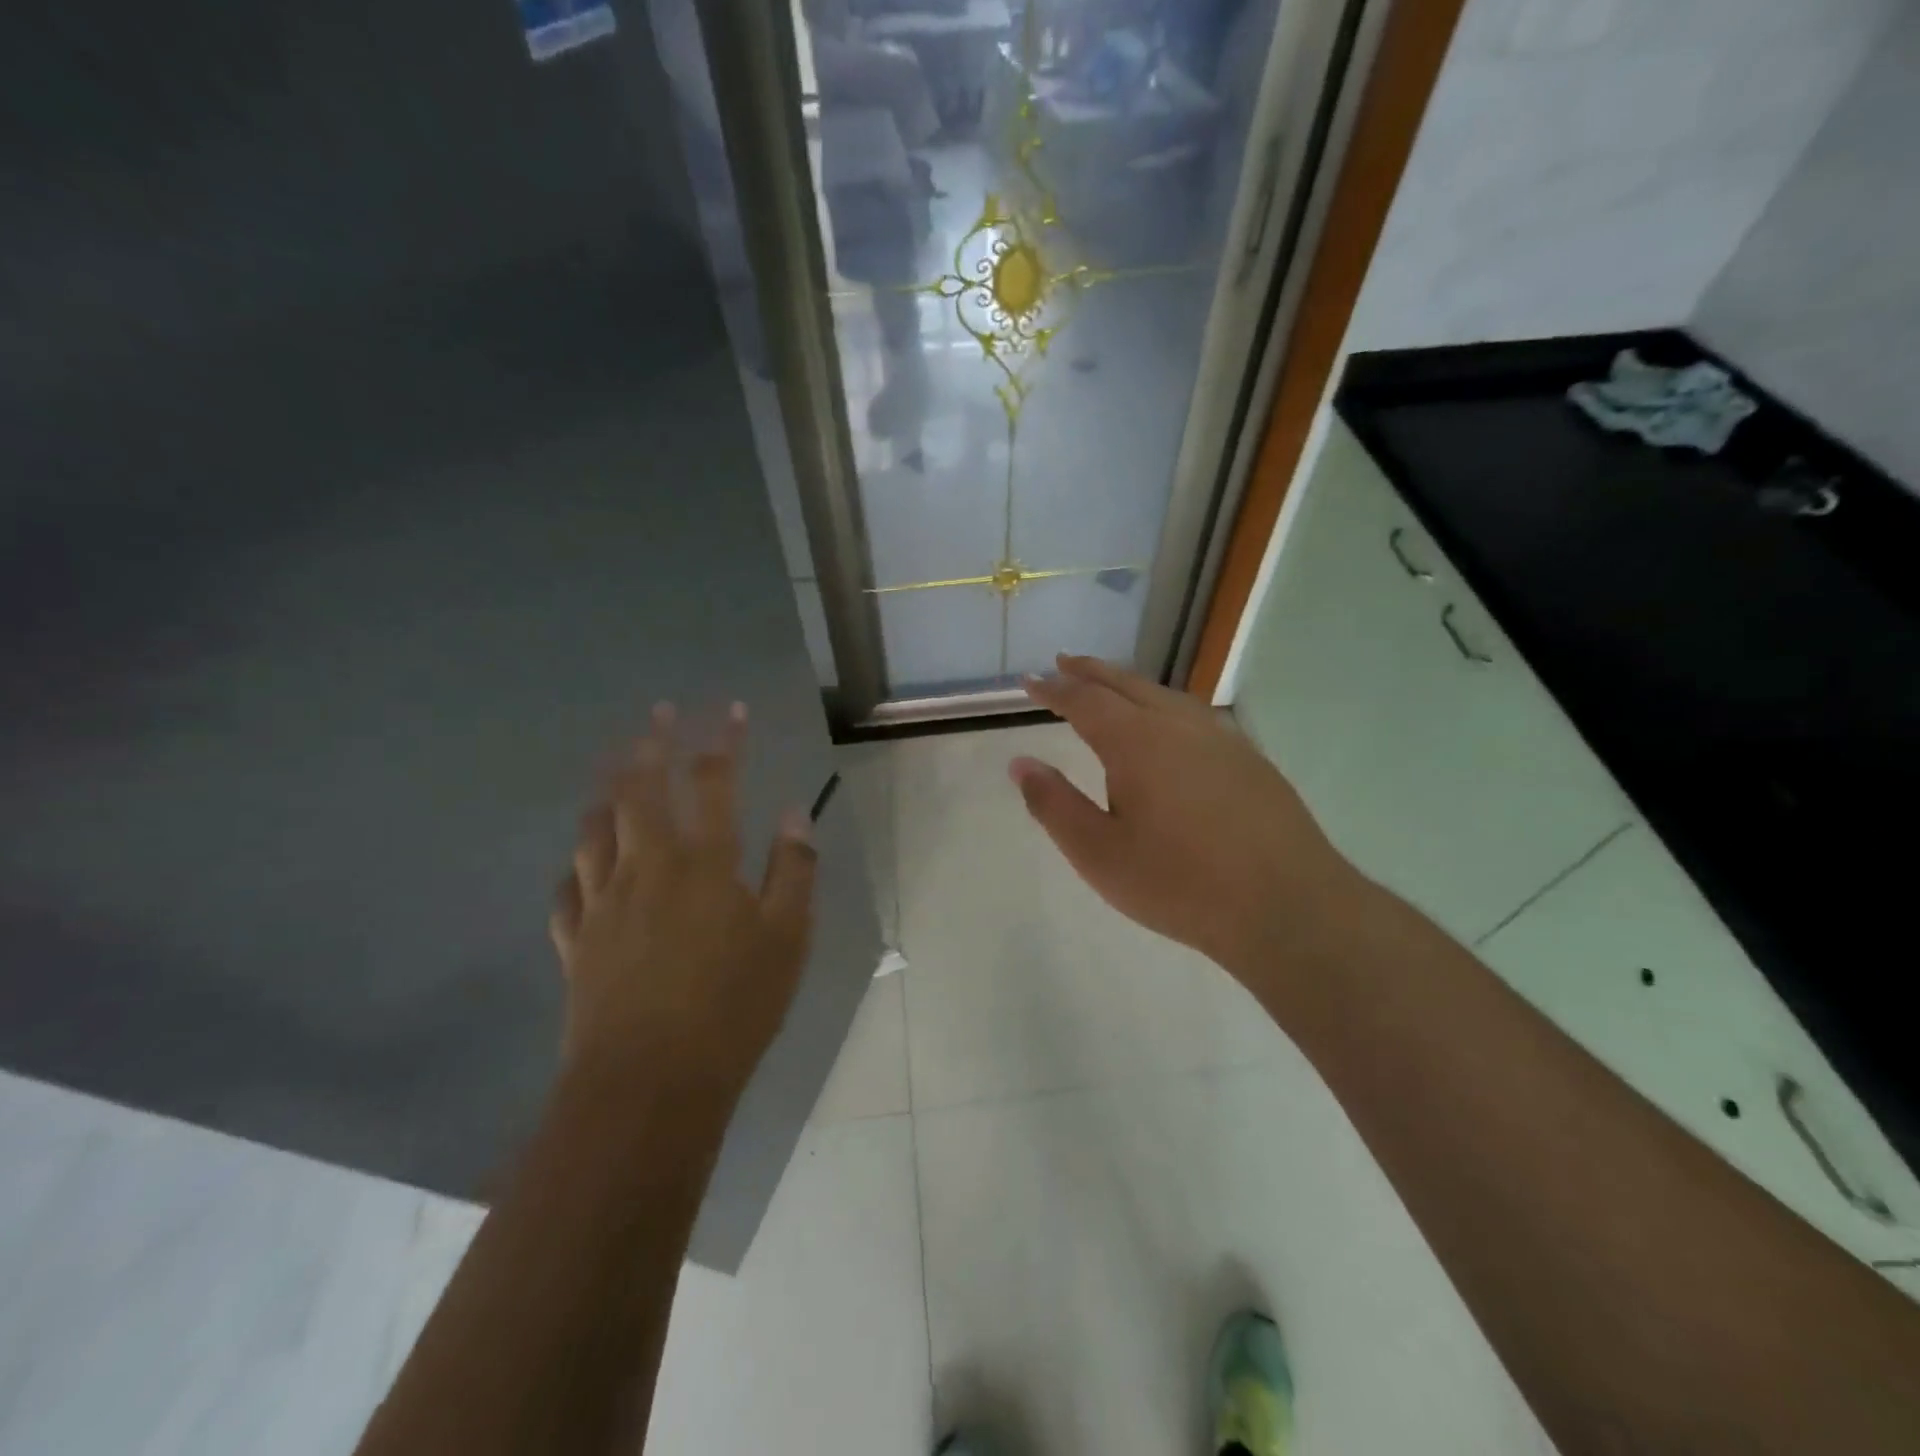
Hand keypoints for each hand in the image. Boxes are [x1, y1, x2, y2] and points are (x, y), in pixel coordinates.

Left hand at [548, 703, 816, 1104]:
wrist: (649, 1084)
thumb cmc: (733, 1006)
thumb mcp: (788, 938)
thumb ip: (793, 871)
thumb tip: (794, 815)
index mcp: (703, 862)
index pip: (713, 782)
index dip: (723, 741)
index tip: (730, 710)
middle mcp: (647, 867)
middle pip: (640, 790)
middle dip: (650, 745)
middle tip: (656, 714)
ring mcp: (603, 903)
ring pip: (595, 829)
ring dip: (606, 792)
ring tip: (612, 771)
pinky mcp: (575, 942)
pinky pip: (568, 888)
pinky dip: (576, 865)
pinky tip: (580, 864)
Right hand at [1013, 655, 1366, 988]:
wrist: (1287, 906)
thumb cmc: (1179, 884)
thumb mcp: (1098, 854)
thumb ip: (1054, 804)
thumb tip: (1020, 763)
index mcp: (1136, 742)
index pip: (1084, 700)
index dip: (1054, 689)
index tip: (1030, 680)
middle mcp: (1178, 725)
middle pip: (1127, 684)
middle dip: (1091, 672)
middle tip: (1064, 663)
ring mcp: (1221, 739)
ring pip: (1165, 695)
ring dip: (1129, 685)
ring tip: (1110, 687)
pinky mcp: (1250, 759)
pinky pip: (1194, 714)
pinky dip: (1164, 705)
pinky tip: (1168, 725)